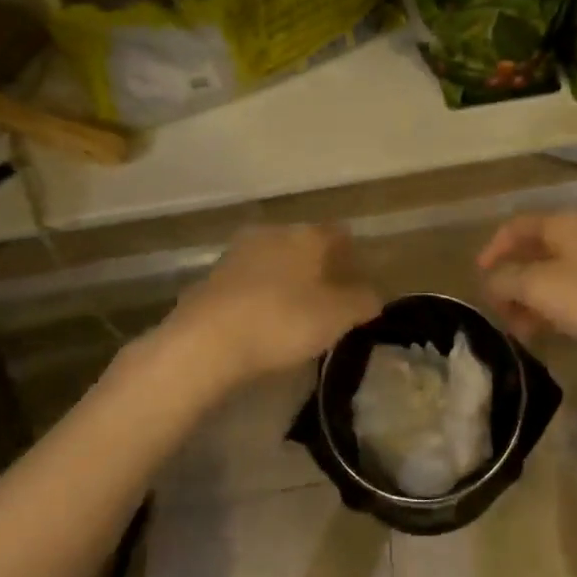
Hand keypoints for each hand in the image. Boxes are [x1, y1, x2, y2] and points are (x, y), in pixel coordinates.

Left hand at [164, 225, 381, 389]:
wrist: (204, 343)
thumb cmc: (282, 322)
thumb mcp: (336, 317)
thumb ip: (361, 302)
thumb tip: (373, 295)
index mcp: (307, 235)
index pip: (338, 233)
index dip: (352, 254)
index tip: (358, 278)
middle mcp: (272, 234)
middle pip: (304, 244)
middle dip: (317, 266)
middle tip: (329, 297)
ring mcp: (237, 253)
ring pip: (273, 260)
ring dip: (285, 280)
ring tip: (295, 312)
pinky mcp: (210, 279)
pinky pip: (246, 282)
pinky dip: (258, 296)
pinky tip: (261, 321)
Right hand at [477, 210, 576, 363]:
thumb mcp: (541, 288)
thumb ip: (507, 280)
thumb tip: (490, 280)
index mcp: (561, 223)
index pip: (515, 227)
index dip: (492, 251)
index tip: (478, 281)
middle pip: (534, 251)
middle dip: (512, 282)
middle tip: (502, 315)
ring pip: (555, 272)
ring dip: (533, 298)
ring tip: (524, 331)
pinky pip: (576, 287)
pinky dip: (557, 304)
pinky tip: (556, 330)